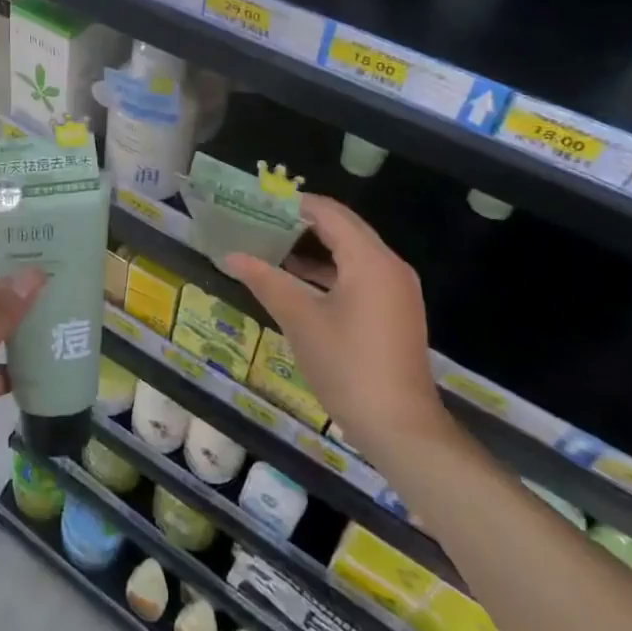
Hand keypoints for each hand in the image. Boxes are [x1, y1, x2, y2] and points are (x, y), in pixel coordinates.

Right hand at [223, 195, 448, 457]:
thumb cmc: (347, 366)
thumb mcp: (300, 319)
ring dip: (314, 246)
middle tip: (259, 220)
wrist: (400, 428)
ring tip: (270, 245)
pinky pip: (359, 273)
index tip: (256, 202)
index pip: (328, 212)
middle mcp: (389, 266)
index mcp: (369, 260)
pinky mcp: (394, 310)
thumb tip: (231, 256)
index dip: (292, 203)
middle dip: (300, 222)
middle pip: (342, 227)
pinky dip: (329, 269)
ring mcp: (395, 289)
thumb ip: (266, 280)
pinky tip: (297, 280)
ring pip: (351, 251)